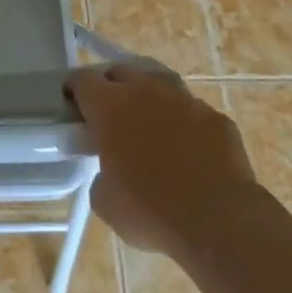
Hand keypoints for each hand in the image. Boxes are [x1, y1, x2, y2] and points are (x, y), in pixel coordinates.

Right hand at [67, 63, 258, 264]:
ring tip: (147, 120)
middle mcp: (146, 91)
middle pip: (120, 70)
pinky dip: (183, 122)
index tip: (71, 106)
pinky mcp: (217, 118)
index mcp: (110, 105)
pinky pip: (193, 111)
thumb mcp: (104, 200)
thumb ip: (101, 174)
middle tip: (107, 113)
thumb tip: (110, 171)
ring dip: (148, 95)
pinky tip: (186, 146)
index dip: (73, 90)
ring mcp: (186, 101)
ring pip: (160, 82)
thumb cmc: (150, 211)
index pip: (82, 80)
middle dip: (110, 85)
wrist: (220, 222)